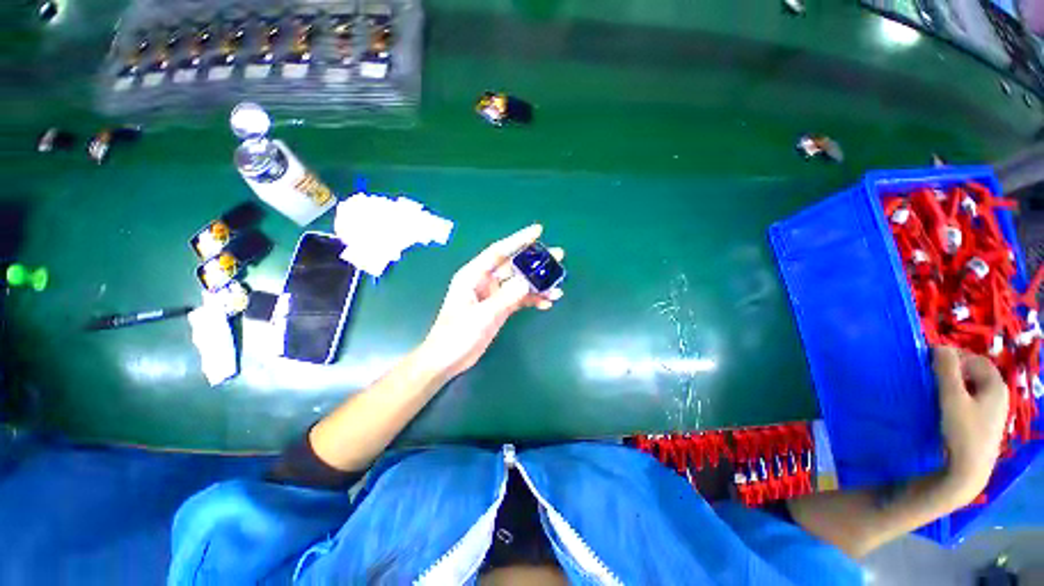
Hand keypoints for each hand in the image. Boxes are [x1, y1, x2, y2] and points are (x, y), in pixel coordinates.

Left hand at [417, 225, 564, 380]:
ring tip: (558, 286)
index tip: (538, 231)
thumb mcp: (483, 315)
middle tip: (558, 257)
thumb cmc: (457, 335)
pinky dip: (532, 300)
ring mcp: (493, 295)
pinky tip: (547, 303)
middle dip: (535, 262)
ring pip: (519, 283)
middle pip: (513, 266)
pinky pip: (519, 299)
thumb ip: (506, 297)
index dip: (518, 240)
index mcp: (473, 275)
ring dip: (538, 284)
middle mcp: (484, 281)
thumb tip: (528, 280)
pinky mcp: (499, 308)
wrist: (447, 360)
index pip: (498, 251)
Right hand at [932, 346, 1008, 503]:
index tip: (930, 362)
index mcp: (996, 385)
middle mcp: (999, 395)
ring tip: (935, 392)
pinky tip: (945, 408)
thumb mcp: (951, 398)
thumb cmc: (962, 431)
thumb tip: (939, 346)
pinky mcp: (984, 423)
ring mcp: (993, 411)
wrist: (968, 471)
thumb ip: (946, 370)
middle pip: (975, 373)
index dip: (954, 357)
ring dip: (954, 385)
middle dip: (953, 371)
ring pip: (972, 388)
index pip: (975, 359)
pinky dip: (957, 398)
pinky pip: (971, 401)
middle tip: (930, 376)